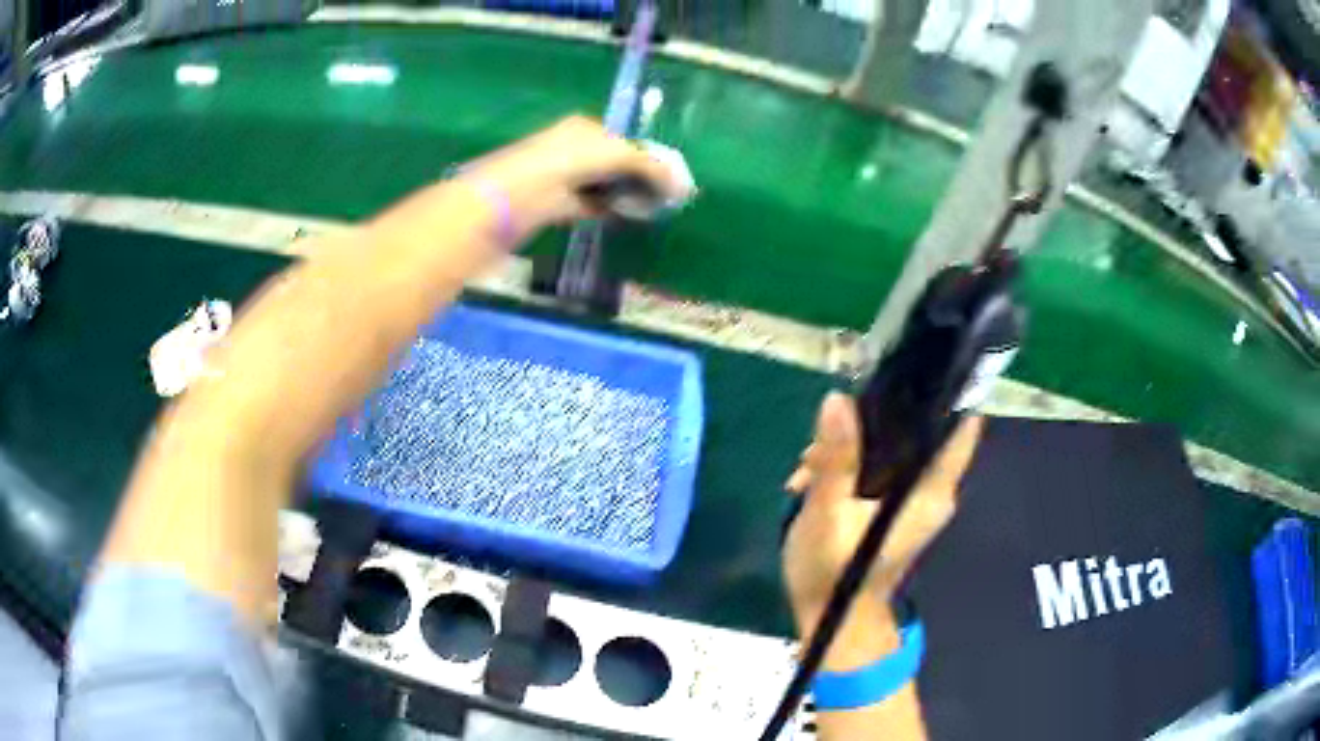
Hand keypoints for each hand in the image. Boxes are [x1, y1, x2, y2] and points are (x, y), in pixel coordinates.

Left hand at [463, 115, 692, 235]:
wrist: (515, 196)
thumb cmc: (567, 162)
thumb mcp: (616, 155)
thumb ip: (649, 167)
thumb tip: (679, 184)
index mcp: (584, 128)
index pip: (623, 140)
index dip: (646, 157)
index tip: (669, 178)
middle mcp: (573, 147)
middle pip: (615, 163)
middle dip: (638, 177)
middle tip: (665, 196)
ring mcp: (563, 176)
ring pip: (604, 185)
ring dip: (626, 195)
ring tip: (653, 207)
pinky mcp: (557, 203)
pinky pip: (593, 205)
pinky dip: (611, 210)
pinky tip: (630, 217)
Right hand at [783, 393, 981, 645]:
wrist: (831, 622)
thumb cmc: (833, 574)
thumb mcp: (826, 514)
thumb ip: (835, 457)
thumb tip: (837, 399)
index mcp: (930, 490)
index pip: (960, 423)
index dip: (942, 389)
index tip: (905, 369)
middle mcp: (932, 489)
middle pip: (917, 428)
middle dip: (871, 420)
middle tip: (823, 440)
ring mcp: (914, 498)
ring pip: (892, 446)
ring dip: (852, 445)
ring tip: (807, 468)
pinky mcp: (894, 505)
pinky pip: (880, 466)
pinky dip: (850, 465)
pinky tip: (811, 479)